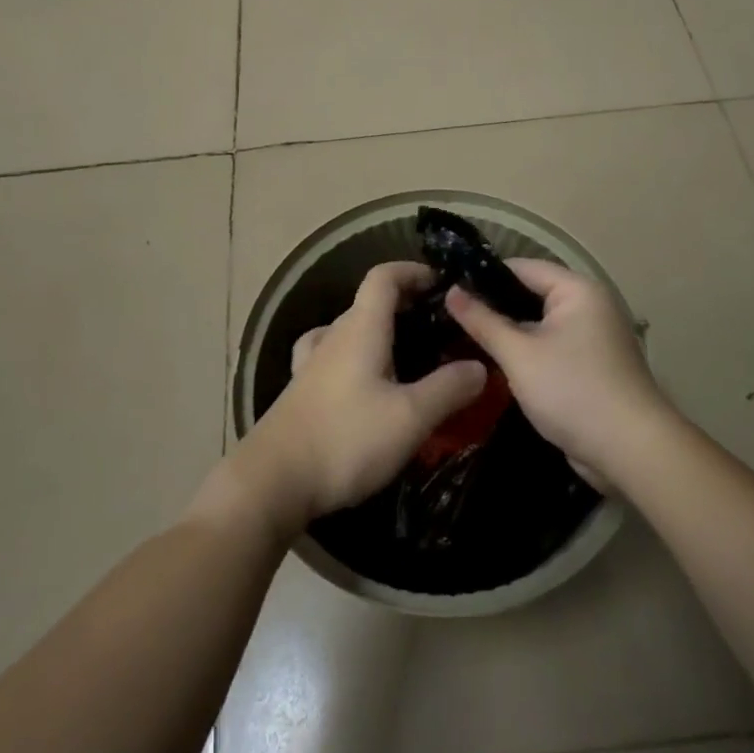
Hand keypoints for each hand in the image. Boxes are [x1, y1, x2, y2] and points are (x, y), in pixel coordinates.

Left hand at [219, 262, 487, 539]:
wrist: (273, 481)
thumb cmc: (346, 439)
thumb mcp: (410, 417)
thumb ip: (448, 389)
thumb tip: (479, 366)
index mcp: (360, 329)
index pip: (383, 277)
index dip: (412, 271)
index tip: (442, 284)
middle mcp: (334, 336)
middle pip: (369, 302)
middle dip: (405, 305)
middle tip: (439, 329)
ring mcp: (312, 363)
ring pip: (351, 330)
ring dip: (380, 332)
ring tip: (408, 356)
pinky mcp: (302, 390)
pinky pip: (333, 356)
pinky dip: (355, 356)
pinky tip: (363, 381)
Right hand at [444, 259, 668, 489]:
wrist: (631, 452)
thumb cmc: (573, 390)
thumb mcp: (519, 354)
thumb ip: (483, 322)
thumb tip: (452, 292)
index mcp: (576, 290)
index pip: (521, 268)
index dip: (483, 276)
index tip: (448, 288)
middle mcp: (589, 306)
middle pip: (530, 294)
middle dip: (493, 307)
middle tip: (449, 316)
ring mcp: (592, 338)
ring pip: (539, 325)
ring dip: (508, 333)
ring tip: (463, 338)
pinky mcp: (591, 366)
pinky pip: (550, 348)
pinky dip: (527, 353)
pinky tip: (495, 364)